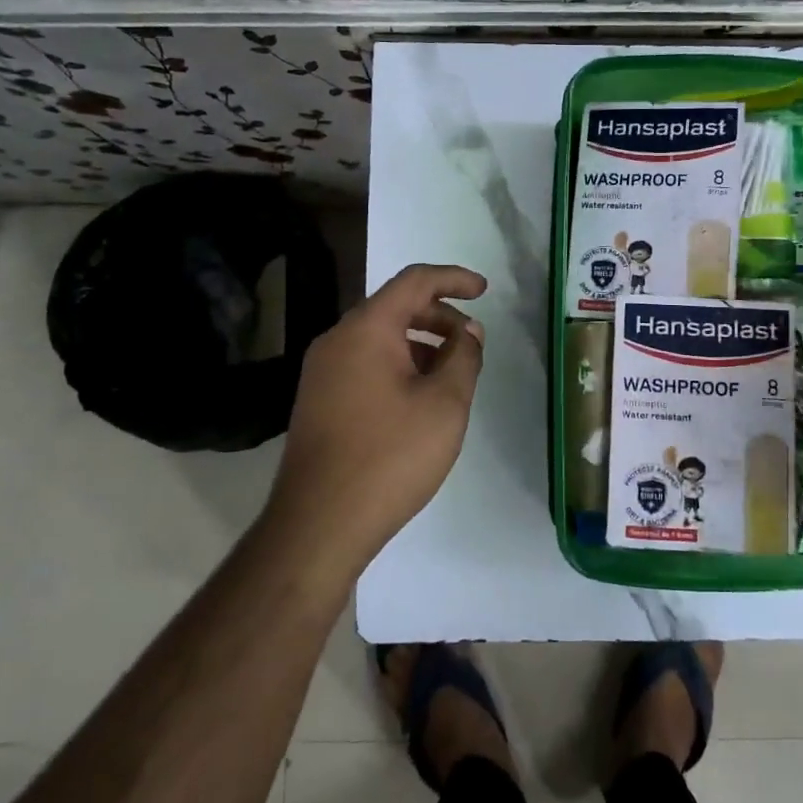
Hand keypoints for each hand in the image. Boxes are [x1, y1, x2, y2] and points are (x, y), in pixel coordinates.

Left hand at [269, 263, 486, 568]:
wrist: (319, 523)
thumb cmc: (390, 456)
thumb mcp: (444, 404)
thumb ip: (463, 358)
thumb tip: (467, 331)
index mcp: (366, 329)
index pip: (414, 281)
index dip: (453, 278)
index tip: (484, 290)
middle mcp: (337, 340)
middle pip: (394, 307)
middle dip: (439, 315)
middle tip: (472, 341)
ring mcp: (322, 371)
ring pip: (378, 338)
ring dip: (420, 343)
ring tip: (451, 373)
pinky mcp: (319, 400)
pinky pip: (364, 363)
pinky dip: (398, 365)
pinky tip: (419, 398)